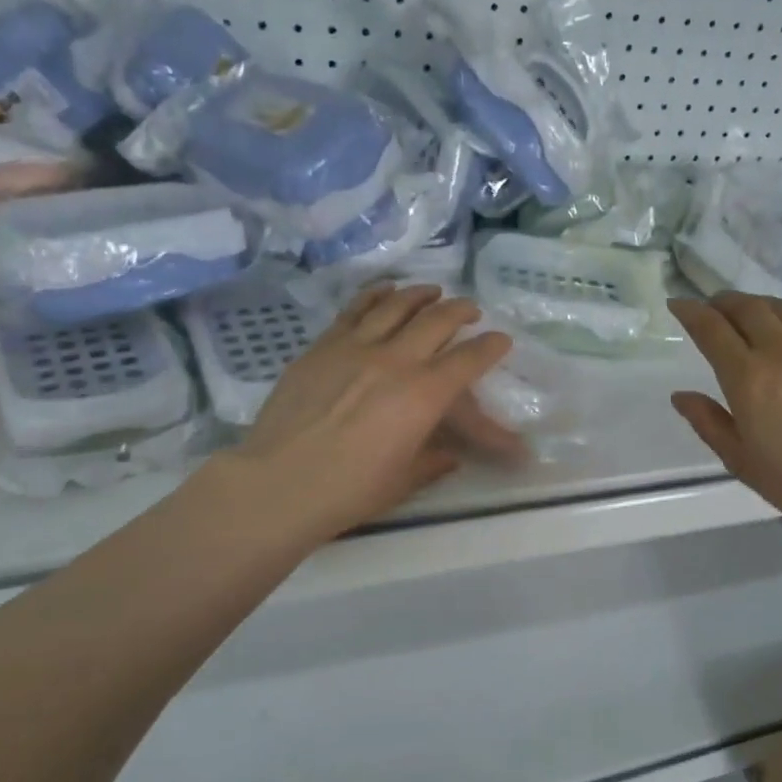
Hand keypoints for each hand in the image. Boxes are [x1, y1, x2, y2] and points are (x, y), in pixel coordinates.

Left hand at [222, 285, 525, 544]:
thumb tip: (450, 454)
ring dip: (422, 295)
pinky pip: (355, 309)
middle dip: (462, 311)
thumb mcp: (404, 481)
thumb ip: (433, 462)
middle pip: (438, 320)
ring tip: (433, 292)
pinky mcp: (323, 345)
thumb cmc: (350, 491)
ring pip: (397, 305)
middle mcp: (396, 360)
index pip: (469, 359)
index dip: (491, 347)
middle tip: (470, 311)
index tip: (501, 340)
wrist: (279, 483)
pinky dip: (376, 295)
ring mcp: (356, 346)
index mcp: (424, 395)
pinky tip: (386, 291)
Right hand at [669, 292, 781, 533]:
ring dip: (756, 304)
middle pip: (747, 308)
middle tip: (711, 306)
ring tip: (746, 313)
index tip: (678, 304)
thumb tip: (681, 396)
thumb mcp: (740, 459)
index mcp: (748, 378)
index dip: (690, 311)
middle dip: (722, 301)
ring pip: (781, 308)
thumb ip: (707, 422)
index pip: (711, 329)